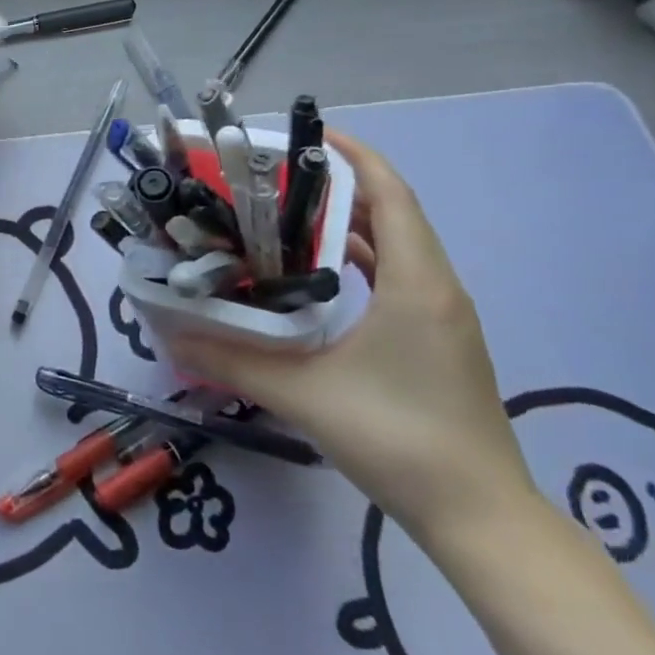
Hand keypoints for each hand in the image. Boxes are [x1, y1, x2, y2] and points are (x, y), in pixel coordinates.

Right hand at [166, 130, 538, 546]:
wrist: (481, 520)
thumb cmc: (400, 440)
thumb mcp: (306, 394)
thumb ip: (235, 360)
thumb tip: (173, 333)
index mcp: (417, 283)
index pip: (391, 194)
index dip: (354, 155)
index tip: (306, 134)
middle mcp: (437, 287)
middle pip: (392, 212)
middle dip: (338, 184)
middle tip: (275, 176)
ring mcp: (442, 315)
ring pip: (397, 245)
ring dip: (349, 221)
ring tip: (286, 213)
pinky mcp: (438, 339)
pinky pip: (399, 275)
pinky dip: (361, 257)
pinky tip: (318, 271)